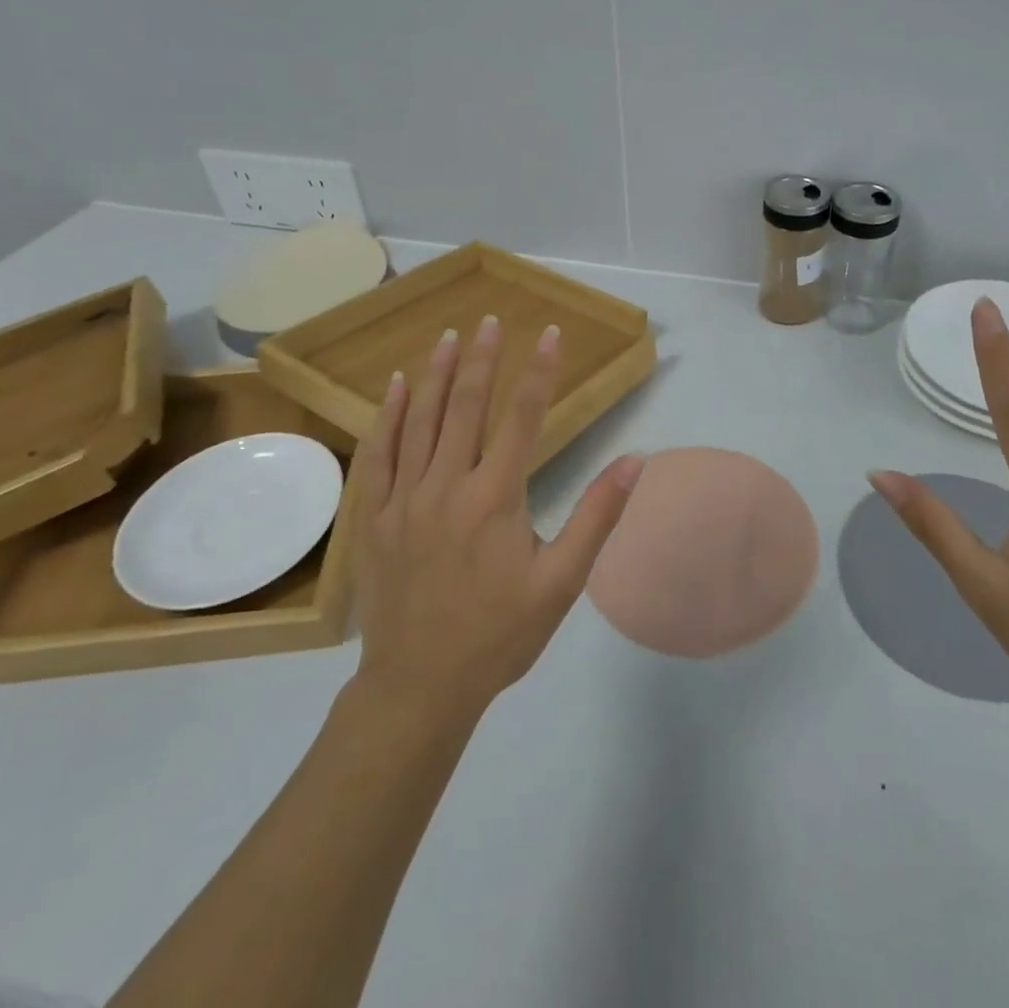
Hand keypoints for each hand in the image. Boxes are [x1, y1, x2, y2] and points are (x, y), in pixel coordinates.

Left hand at [346, 315, 645, 720]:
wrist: (419, 688)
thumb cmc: (499, 634)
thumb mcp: (562, 581)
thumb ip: (597, 516)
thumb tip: (635, 460)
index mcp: (495, 498)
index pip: (522, 418)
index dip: (537, 371)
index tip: (548, 332)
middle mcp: (447, 486)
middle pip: (465, 408)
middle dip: (481, 359)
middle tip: (490, 319)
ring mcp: (403, 500)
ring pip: (419, 422)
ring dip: (434, 374)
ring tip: (448, 336)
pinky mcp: (374, 518)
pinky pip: (379, 454)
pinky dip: (387, 416)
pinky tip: (394, 387)